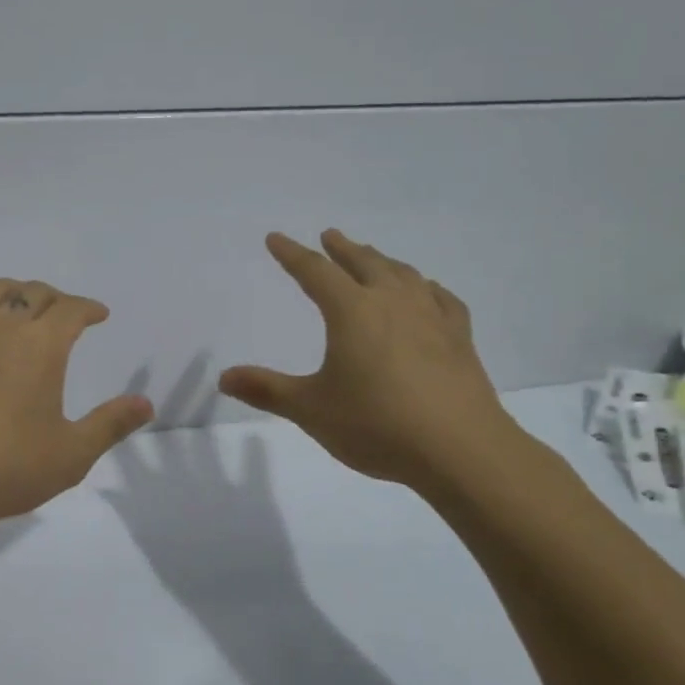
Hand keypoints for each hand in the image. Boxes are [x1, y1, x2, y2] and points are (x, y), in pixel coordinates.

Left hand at [0, 277, 153, 537]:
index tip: (98, 315)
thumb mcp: (72, 454)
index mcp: (41, 345)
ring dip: (12, 292)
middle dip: (55, 299)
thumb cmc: (7, 469)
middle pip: (33, 293)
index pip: (71, 309)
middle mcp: (2, 326)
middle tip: (63, 315)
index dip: (89, 308)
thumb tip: (146, 403)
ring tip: (18, 308)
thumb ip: (111, 424)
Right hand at [219, 230, 516, 494]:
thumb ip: (266, 390)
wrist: (461, 449)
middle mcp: (391, 303)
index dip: (292, 254)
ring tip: (373, 258)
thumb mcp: (310, 409)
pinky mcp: (460, 339)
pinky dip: (427, 288)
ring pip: (403, 275)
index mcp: (352, 312)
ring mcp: (431, 318)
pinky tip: (427, 292)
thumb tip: (223, 377)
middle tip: (330, 235)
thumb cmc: (377, 425)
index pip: (314, 272)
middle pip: (363, 263)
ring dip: (382, 261)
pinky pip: (442, 300)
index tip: (276, 238)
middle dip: (342, 249)